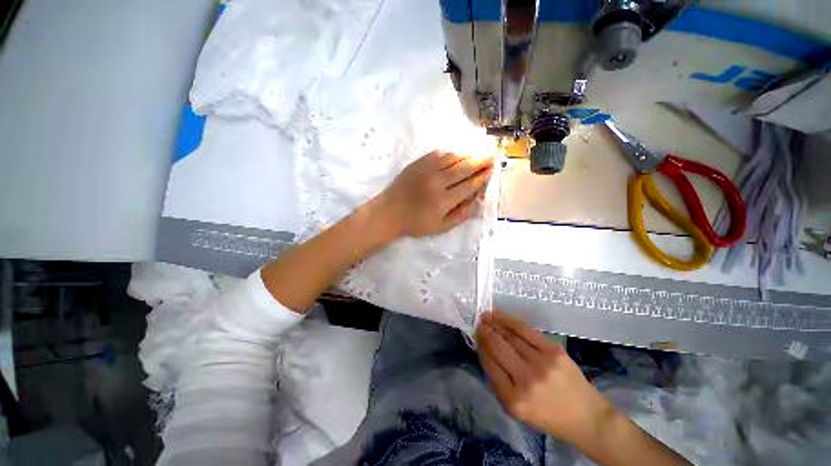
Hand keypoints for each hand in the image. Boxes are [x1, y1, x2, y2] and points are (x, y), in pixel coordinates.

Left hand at [374, 151, 493, 237]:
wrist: (389, 212)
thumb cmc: (415, 223)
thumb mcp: (441, 227)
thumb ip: (461, 215)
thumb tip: (478, 200)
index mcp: (443, 201)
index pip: (469, 185)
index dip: (482, 177)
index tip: (491, 171)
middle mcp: (437, 182)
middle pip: (464, 168)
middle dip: (480, 161)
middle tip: (491, 156)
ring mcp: (426, 170)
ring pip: (453, 157)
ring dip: (468, 154)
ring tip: (478, 153)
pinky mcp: (418, 163)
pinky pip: (438, 153)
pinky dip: (451, 153)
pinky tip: (458, 154)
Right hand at [476, 312, 617, 446]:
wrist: (586, 417)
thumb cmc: (547, 416)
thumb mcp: (515, 409)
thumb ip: (497, 381)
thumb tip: (484, 350)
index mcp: (513, 400)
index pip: (490, 364)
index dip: (481, 346)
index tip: (476, 335)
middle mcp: (526, 380)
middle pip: (498, 347)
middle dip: (485, 332)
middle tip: (478, 323)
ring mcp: (542, 363)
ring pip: (510, 336)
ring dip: (495, 323)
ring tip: (485, 316)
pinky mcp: (554, 351)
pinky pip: (525, 330)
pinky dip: (509, 320)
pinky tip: (500, 315)